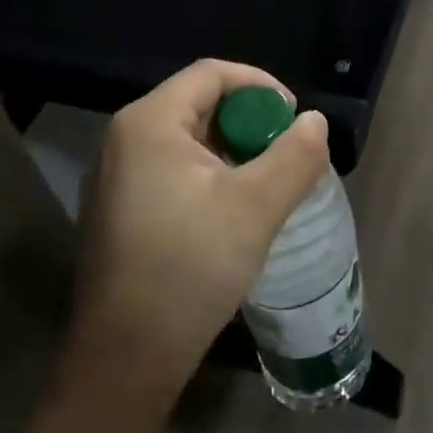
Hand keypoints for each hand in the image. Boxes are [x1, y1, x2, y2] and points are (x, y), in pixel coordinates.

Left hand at [65, 59, 330, 408]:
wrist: (125, 359)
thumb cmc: (189, 268)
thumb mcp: (255, 207)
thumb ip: (294, 156)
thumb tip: (315, 121)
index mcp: (149, 122)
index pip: (212, 74)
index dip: (261, 86)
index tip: (294, 119)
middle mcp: (126, 137)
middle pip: (199, 103)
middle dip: (250, 122)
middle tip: (285, 155)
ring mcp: (117, 175)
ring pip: (189, 140)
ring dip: (234, 152)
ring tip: (267, 185)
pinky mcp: (120, 208)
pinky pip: (173, 169)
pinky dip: (210, 175)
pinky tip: (233, 212)